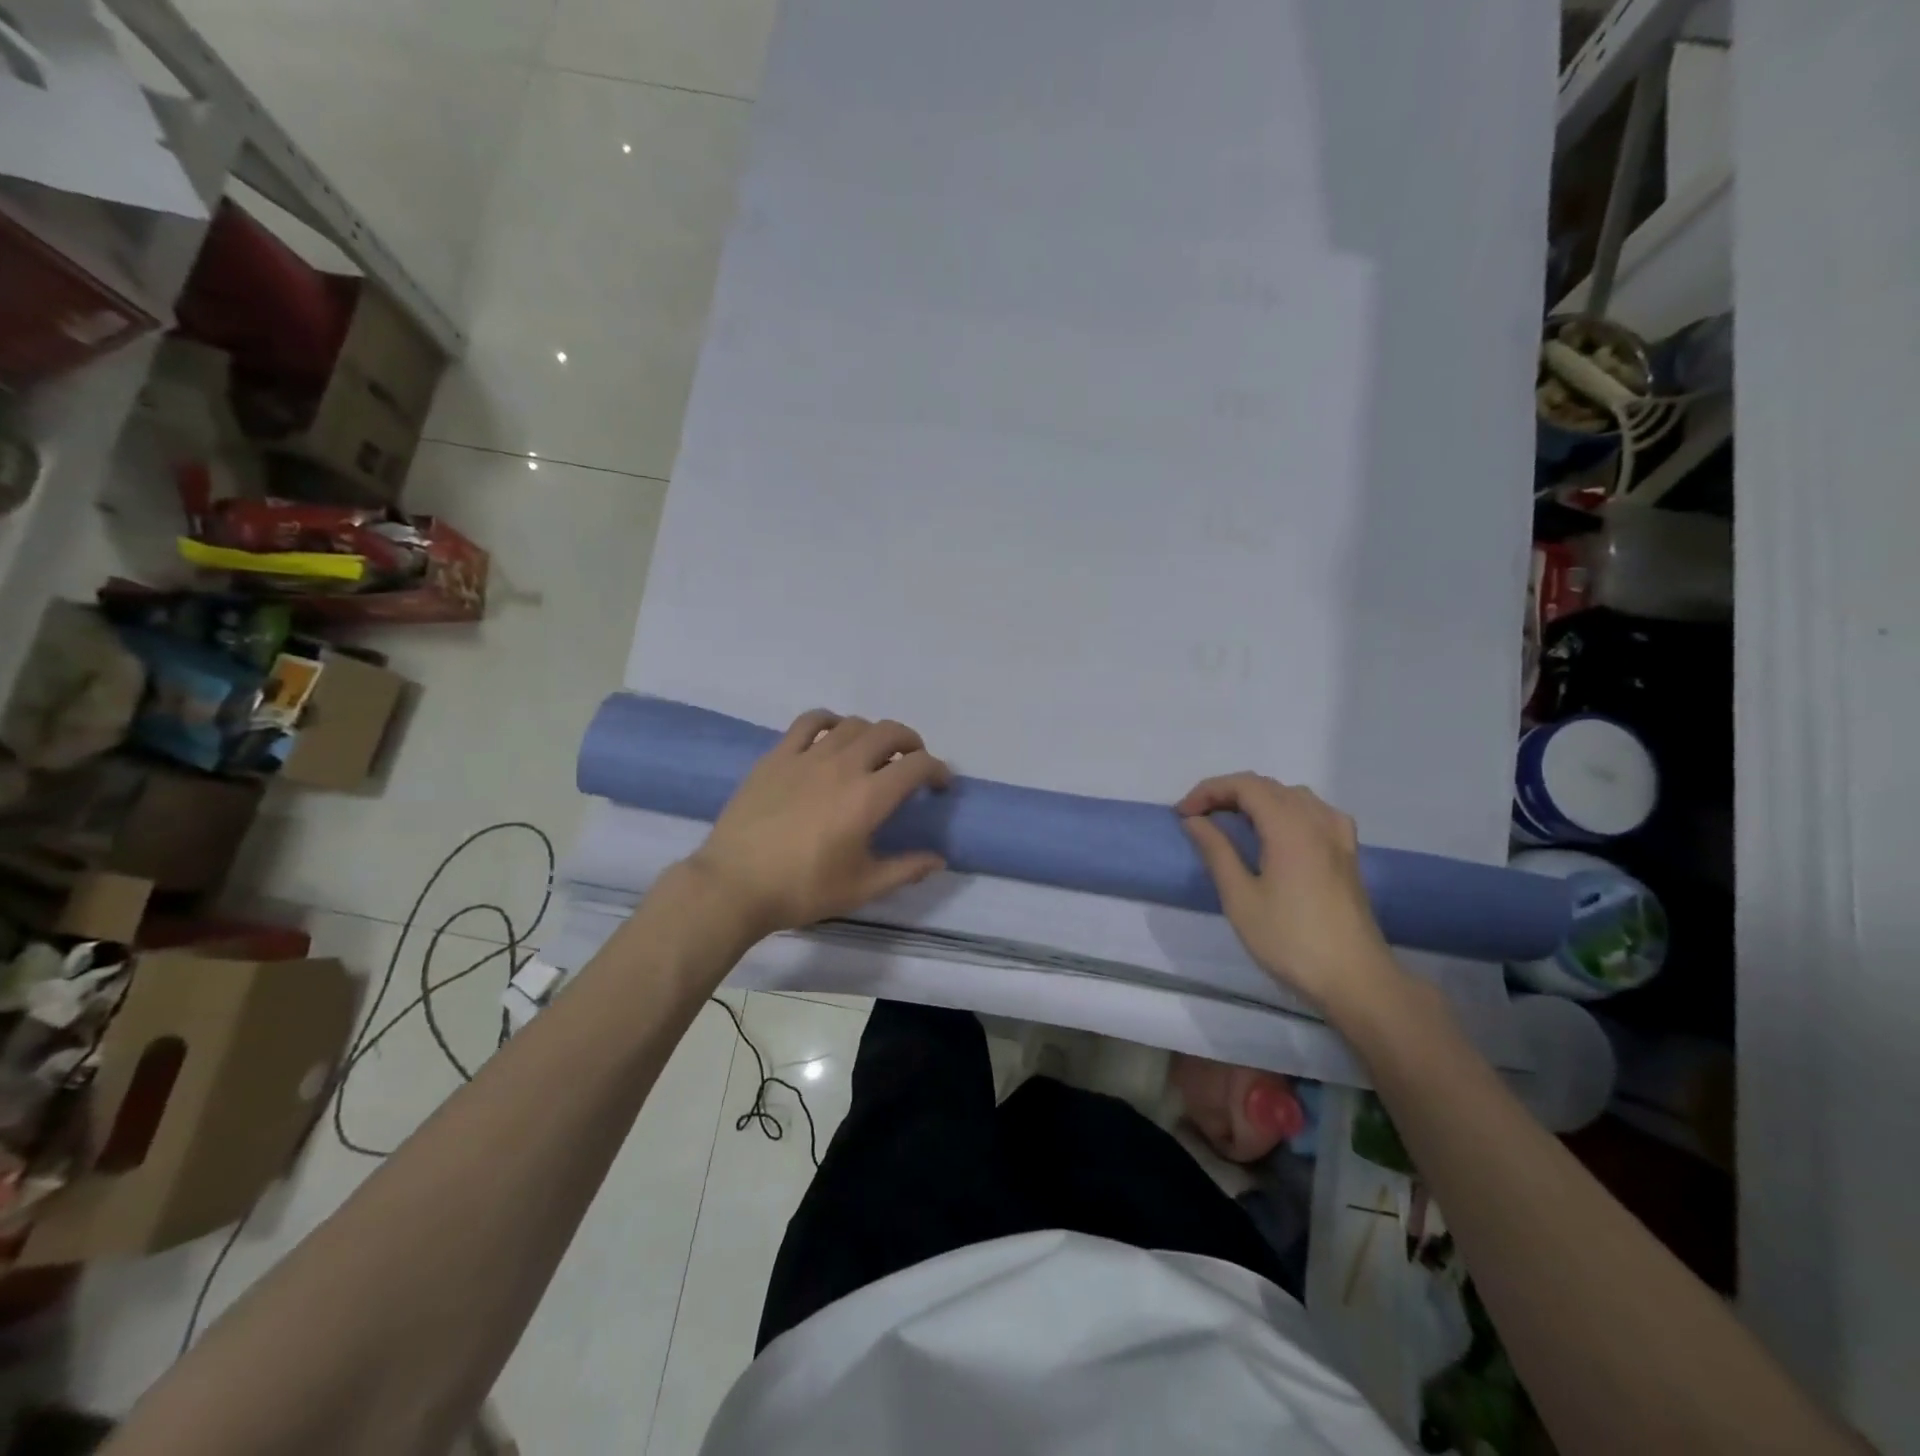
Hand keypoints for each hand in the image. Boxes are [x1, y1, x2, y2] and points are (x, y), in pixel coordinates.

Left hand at [686, 710, 950, 936]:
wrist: (734, 885)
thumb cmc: (802, 889)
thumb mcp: (862, 887)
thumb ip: (905, 869)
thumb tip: (938, 859)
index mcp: (869, 797)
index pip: (917, 766)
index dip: (937, 769)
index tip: (940, 783)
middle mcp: (844, 766)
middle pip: (889, 732)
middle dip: (911, 742)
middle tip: (913, 762)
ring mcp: (808, 756)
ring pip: (853, 724)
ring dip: (874, 733)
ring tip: (874, 752)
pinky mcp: (778, 755)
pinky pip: (810, 722)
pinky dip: (831, 721)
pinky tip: (833, 734)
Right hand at [1177, 773, 1402, 1016]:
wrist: (1354, 979)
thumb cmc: (1290, 940)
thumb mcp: (1240, 898)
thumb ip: (1216, 851)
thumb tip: (1195, 820)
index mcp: (1289, 827)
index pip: (1245, 786)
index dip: (1209, 791)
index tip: (1183, 814)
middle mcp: (1317, 820)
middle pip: (1268, 786)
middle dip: (1228, 793)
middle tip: (1198, 818)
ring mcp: (1338, 836)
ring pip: (1292, 796)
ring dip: (1257, 799)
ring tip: (1231, 822)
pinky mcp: (1347, 853)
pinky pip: (1315, 811)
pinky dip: (1287, 809)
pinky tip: (1278, 831)